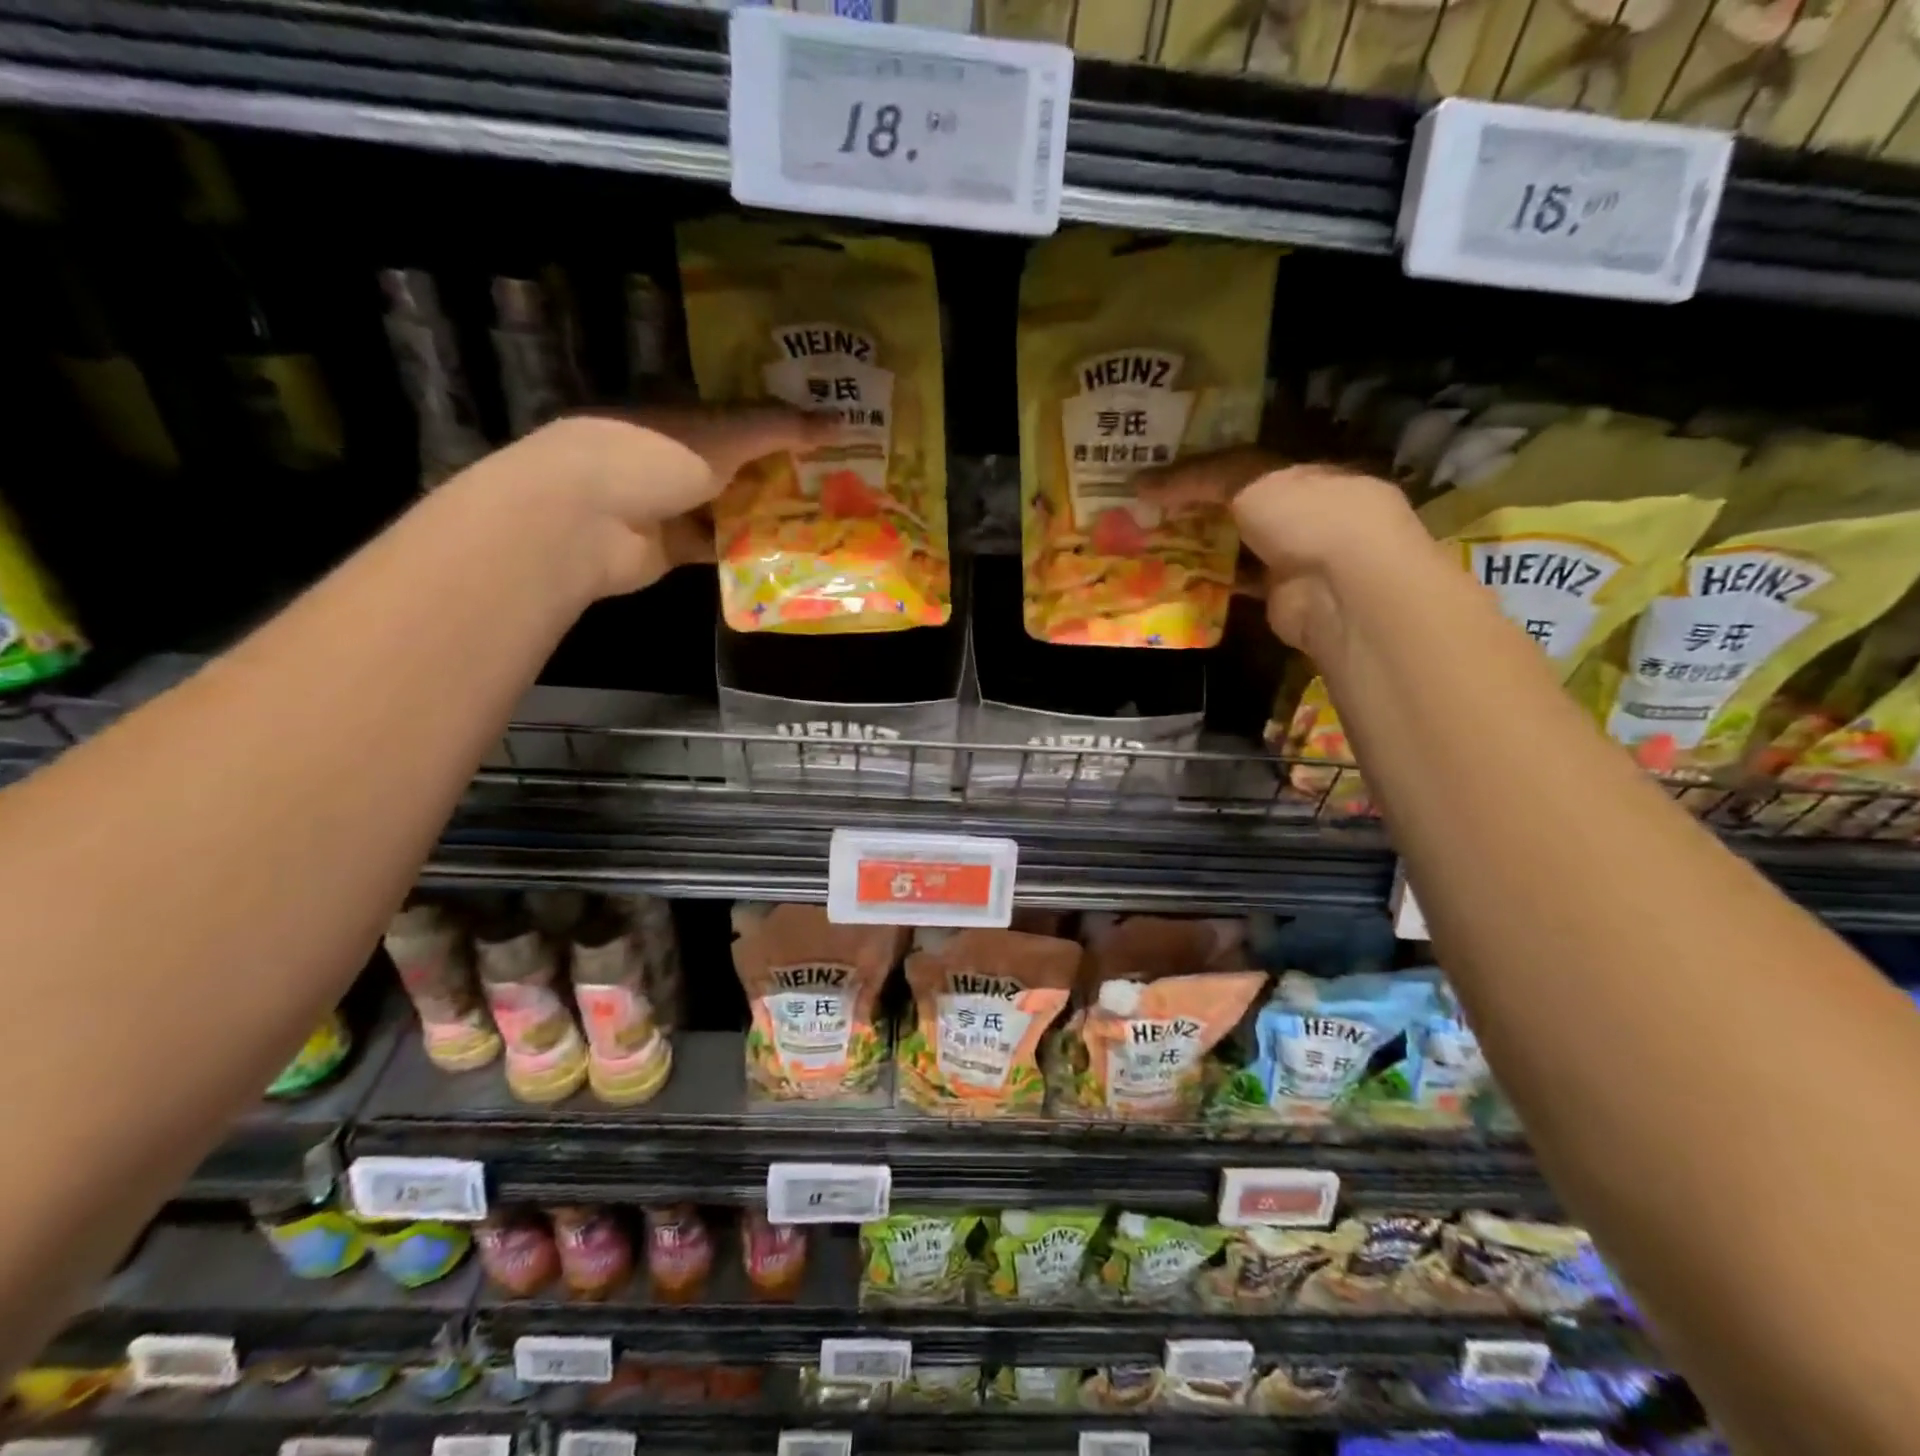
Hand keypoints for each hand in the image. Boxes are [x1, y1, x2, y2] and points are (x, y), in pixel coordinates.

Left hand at [482, 406, 835, 598]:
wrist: (585, 522)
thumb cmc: (649, 457)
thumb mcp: (723, 433)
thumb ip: (779, 428)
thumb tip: (840, 420)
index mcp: (681, 415)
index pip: (741, 416)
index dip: (783, 424)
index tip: (828, 436)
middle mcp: (676, 456)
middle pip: (741, 465)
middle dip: (785, 474)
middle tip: (840, 483)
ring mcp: (673, 503)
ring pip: (733, 508)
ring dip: (771, 516)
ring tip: (827, 521)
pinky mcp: (673, 547)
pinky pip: (720, 547)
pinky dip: (749, 551)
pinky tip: (792, 555)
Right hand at [1136, 449, 1424, 658]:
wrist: (1338, 587)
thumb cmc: (1306, 514)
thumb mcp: (1248, 478)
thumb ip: (1196, 477)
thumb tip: (1139, 482)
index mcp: (1309, 472)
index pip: (1253, 462)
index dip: (1210, 463)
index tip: (1166, 467)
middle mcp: (1304, 512)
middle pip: (1241, 504)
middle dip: (1198, 506)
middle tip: (1147, 505)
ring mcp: (1293, 555)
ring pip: (1236, 545)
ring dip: (1198, 544)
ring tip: (1147, 538)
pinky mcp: (1276, 594)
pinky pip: (1234, 583)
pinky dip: (1205, 580)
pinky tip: (1168, 574)